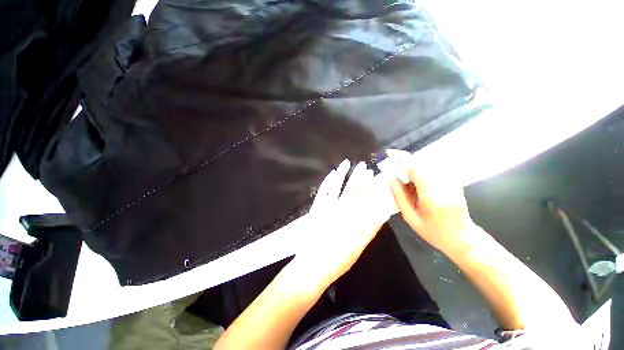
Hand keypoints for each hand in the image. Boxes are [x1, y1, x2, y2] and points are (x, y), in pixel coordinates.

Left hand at [293, 159, 389, 287]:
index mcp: (355, 219)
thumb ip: (370, 229)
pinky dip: (328, 181)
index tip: (374, 175)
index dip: (370, 185)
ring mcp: (328, 208)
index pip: (365, 198)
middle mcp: (343, 211)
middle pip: (353, 190)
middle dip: (359, 177)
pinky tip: (332, 173)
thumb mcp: (359, 247)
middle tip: (364, 166)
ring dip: (344, 174)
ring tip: (347, 163)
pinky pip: (323, 192)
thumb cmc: (338, 260)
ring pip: (338, 187)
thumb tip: (380, 212)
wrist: (313, 266)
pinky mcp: (317, 208)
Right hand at [386, 149, 475, 252]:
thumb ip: (399, 196)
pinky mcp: (453, 181)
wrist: (463, 238)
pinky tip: (413, 178)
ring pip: (428, 163)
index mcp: (433, 195)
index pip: (416, 168)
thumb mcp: (410, 218)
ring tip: (401, 171)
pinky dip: (420, 168)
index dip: (401, 158)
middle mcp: (444, 184)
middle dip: (405, 159)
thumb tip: (391, 178)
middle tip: (392, 162)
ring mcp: (451, 181)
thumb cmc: (434, 232)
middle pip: (422, 162)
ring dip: (412, 164)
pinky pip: (433, 168)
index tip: (389, 154)